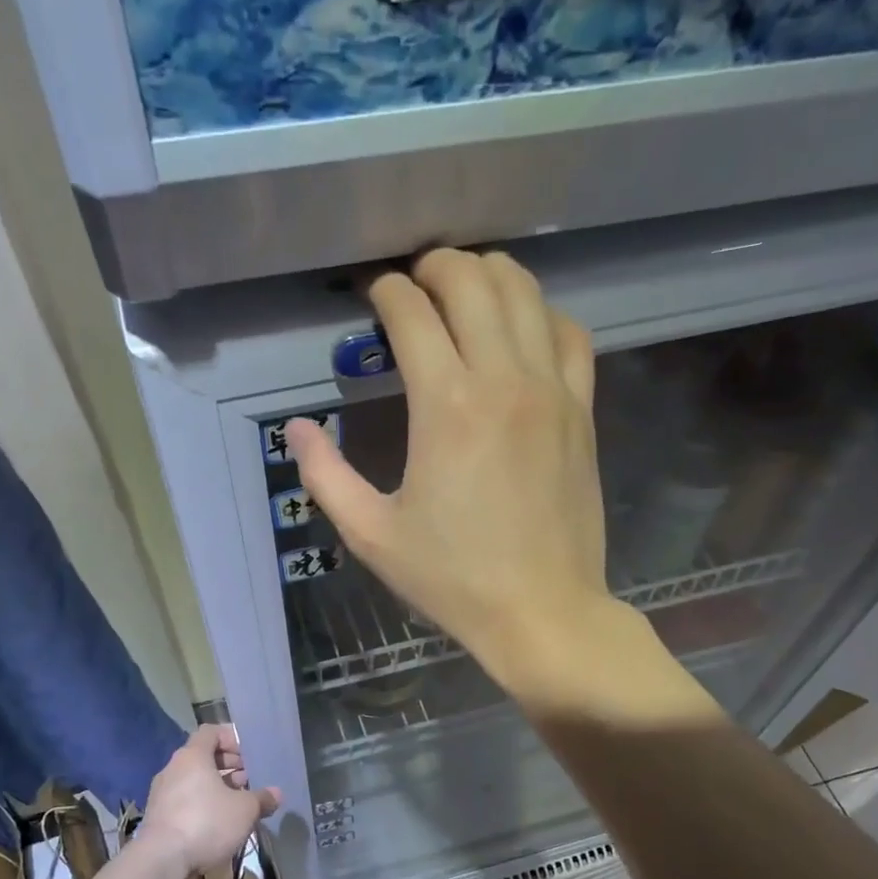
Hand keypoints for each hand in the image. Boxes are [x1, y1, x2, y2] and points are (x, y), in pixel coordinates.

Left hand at [140, 725, 279, 873]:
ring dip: (216, 786)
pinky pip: (184, 800)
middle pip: (202, 756)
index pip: (211, 732)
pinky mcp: (158, 816)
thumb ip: (262, 798)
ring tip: (238, 801)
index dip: (231, 738)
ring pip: (194, 780)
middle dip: (228, 764)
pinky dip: (202, 803)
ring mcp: (162, 793)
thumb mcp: (244, 810)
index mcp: (192, 756)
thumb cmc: (206, 822)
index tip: (249, 754)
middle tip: (249, 778)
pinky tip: (219, 821)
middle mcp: (173, 768)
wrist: (161, 861)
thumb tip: (277, 794)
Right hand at [287, 249, 612, 688]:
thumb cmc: (452, 579)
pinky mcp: (581, 411)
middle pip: (472, 282)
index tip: (373, 300)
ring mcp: (551, 391)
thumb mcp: (372, 535)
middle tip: (414, 285)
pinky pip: (570, 334)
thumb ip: (326, 476)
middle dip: (436, 267)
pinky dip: (543, 314)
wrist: (541, 611)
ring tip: (464, 291)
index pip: (412, 313)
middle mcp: (502, 380)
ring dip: (489, 277)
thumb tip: (296, 428)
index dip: (386, 294)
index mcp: (445, 406)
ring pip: (526, 294)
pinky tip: (524, 330)